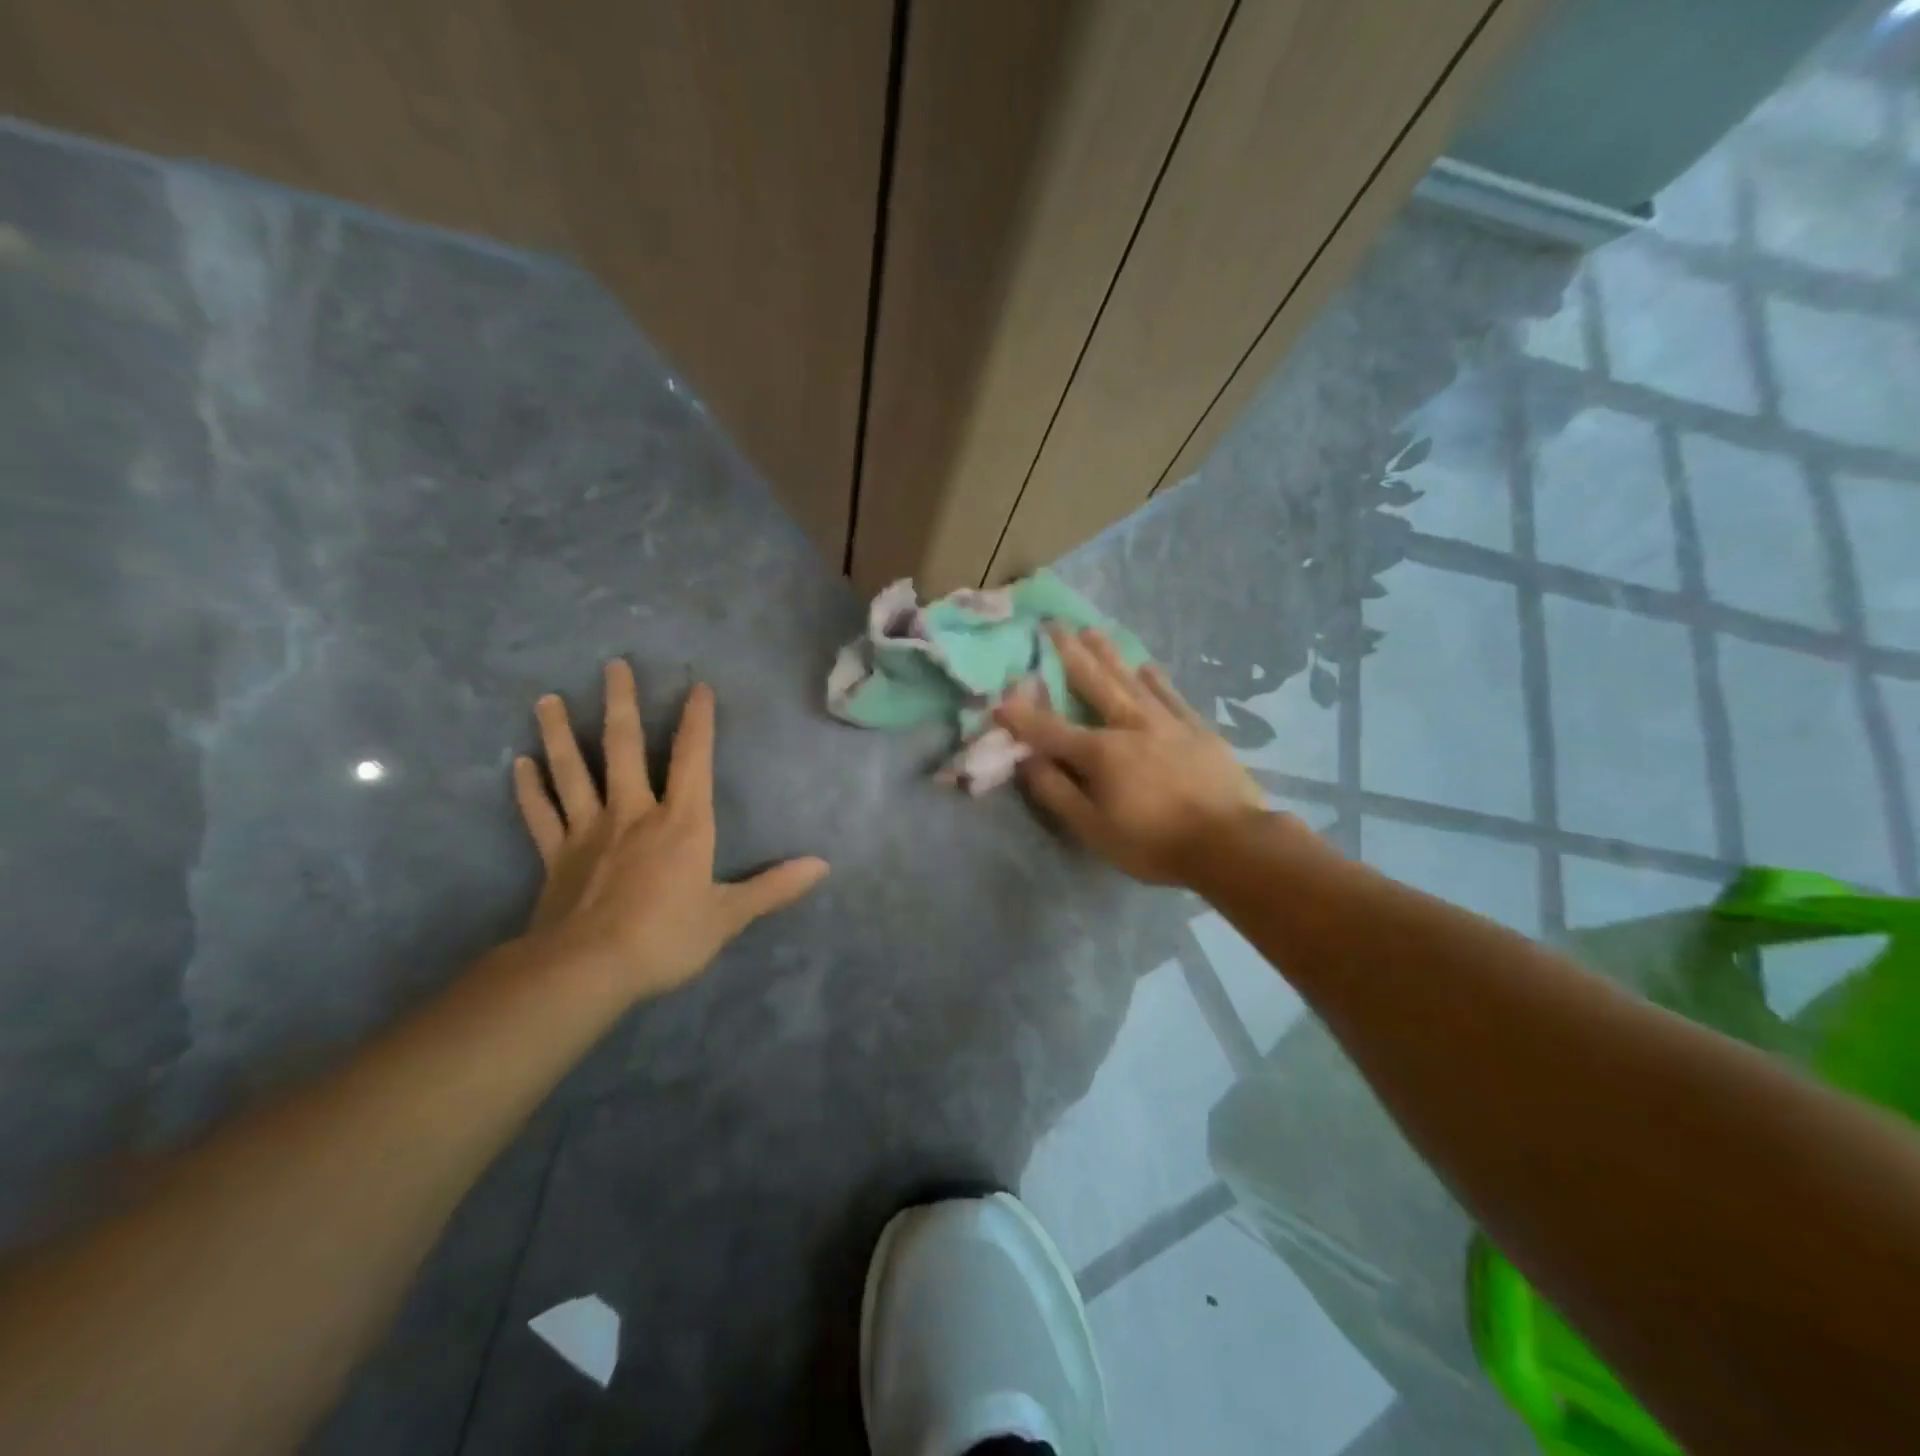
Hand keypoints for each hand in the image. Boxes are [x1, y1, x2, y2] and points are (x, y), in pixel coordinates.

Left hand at [512, 661, 829, 1000]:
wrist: (587, 970)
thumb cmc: (666, 937)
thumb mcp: (729, 915)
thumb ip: (774, 887)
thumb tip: (823, 866)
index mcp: (681, 822)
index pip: (693, 759)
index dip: (698, 721)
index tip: (698, 686)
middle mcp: (633, 813)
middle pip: (624, 748)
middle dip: (621, 704)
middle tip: (612, 665)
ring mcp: (589, 831)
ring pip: (573, 772)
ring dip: (560, 734)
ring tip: (546, 699)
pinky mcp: (555, 856)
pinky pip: (540, 815)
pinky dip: (529, 789)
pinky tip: (518, 764)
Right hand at [995, 627, 1267, 885]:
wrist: (1231, 843)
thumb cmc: (1154, 843)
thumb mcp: (1093, 829)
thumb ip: (1056, 792)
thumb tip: (1027, 761)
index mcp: (1101, 752)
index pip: (1050, 729)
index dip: (1021, 716)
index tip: (999, 698)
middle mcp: (1130, 725)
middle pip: (1094, 683)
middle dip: (1070, 654)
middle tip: (1053, 624)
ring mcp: (1167, 723)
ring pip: (1131, 680)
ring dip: (1109, 654)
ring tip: (1092, 630)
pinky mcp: (1198, 730)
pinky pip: (1171, 696)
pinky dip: (1156, 679)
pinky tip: (1147, 666)